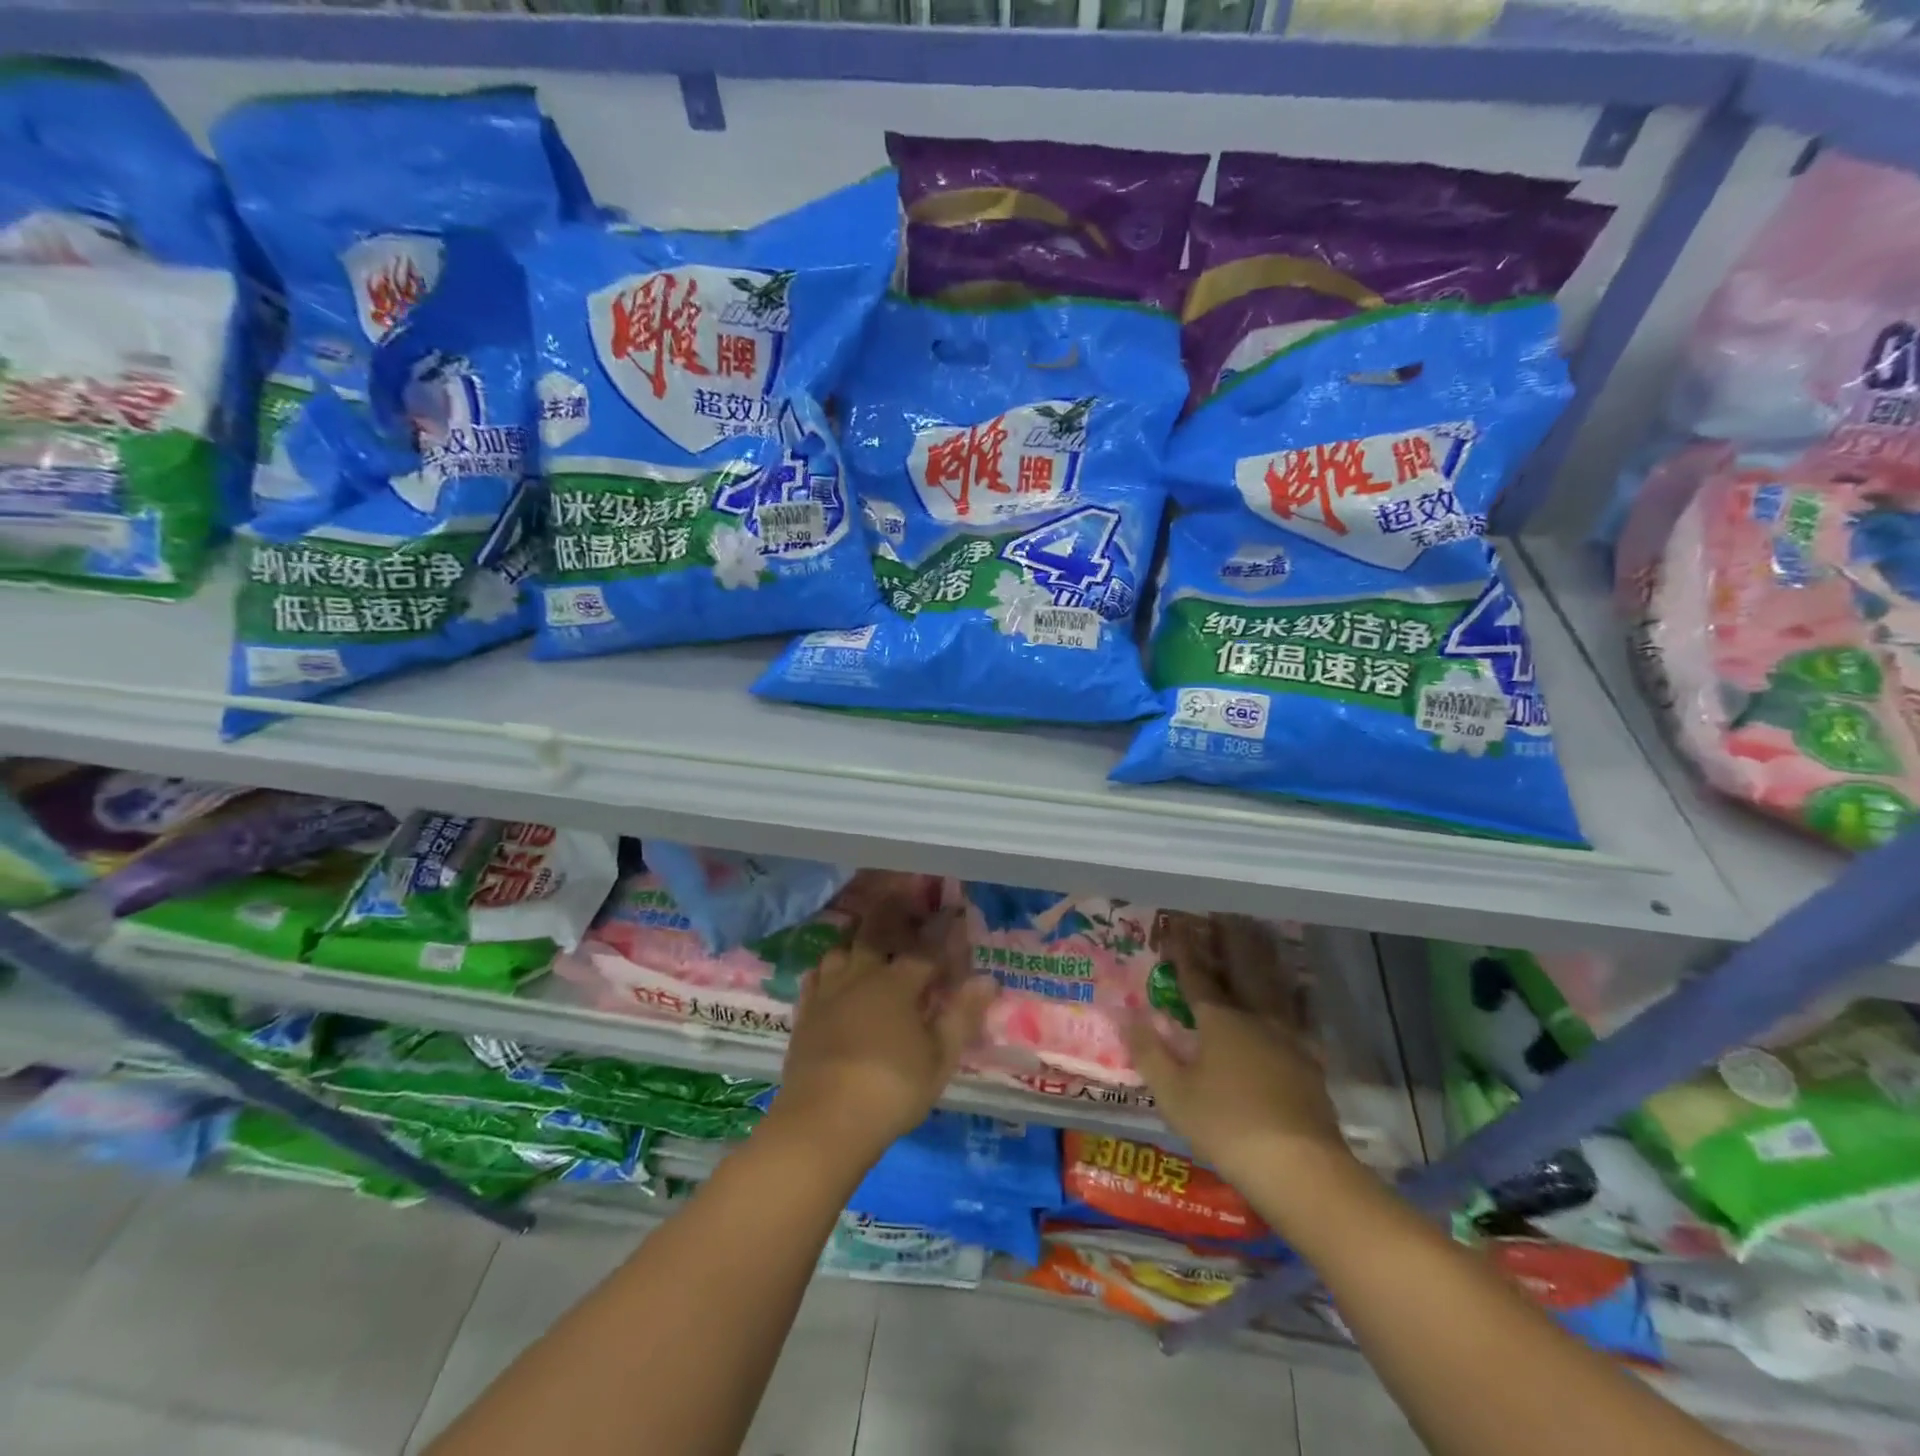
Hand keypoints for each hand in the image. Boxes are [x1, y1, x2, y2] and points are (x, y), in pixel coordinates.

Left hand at [770, 897, 997, 1170]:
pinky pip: (815, 976)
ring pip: (841, 949)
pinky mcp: (805, 1013)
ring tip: (865, 932)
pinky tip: (830, 969)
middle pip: (876, 933)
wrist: (823, 1121)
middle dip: (892, 913)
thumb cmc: (891, 1090)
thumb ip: (962, 1016)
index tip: (956, 914)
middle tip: (901, 896)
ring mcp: (828, 993)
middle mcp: (861, 976)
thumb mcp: (939, 1059)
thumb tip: (987, 979)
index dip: (944, 933)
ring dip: (856, 936)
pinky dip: (827, 966)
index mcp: (898, 984)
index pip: (927, 949)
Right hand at [1124, 913, 1349, 1189]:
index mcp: (1219, 1021)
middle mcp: (1255, 1019)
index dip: (1184, 951)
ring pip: (1274, 988)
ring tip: (1260, 938)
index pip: (1197, 977)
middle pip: (1243, 970)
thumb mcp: (1174, 1094)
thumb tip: (1125, 1014)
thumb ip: (1148, 1052)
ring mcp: (1288, 1039)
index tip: (1177, 925)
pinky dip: (1294, 997)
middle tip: (1226, 915)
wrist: (1301, 1167)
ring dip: (1264, 960)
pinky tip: (1297, 995)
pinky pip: (1298, 1016)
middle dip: (1231, 942)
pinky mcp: (1309, 1063)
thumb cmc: (1226, 1126)